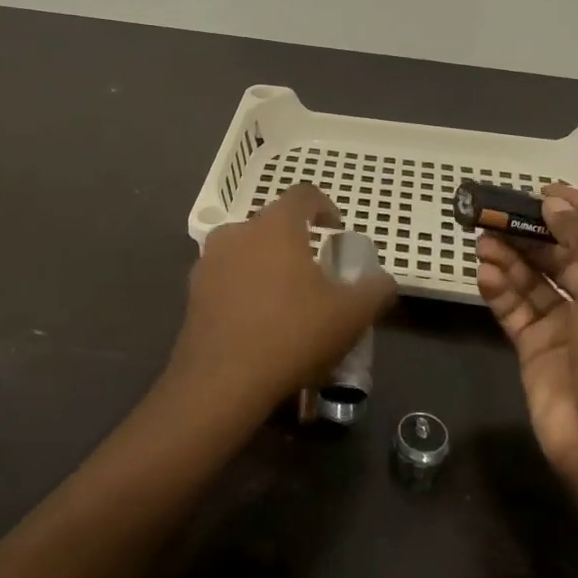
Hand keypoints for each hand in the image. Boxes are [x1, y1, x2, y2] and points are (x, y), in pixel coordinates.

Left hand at [165, 184, 397, 424]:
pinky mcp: (193, 292)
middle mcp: (237, 233)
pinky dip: (244, 288)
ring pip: (246, 250)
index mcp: (275, 227)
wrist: (222, 382)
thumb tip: (383, 280)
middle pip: (272, 224)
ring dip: (267, 264)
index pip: (303, 195)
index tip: (336, 232)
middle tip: (315, 273)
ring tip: (285, 299)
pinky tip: (257, 321)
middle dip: (295, 242)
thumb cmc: (292, 335)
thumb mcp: (351, 315)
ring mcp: (209, 262)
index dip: (325, 207)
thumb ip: (375, 289)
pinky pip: (226, 278)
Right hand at [476, 185, 577, 488]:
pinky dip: (501, 291)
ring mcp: (572, 329)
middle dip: (534, 232)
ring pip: (537, 282)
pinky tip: (485, 274)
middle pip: (566, 254)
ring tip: (482, 241)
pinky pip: (517, 311)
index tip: (542, 191)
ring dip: (511, 259)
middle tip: (495, 213)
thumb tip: (556, 205)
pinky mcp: (539, 352)